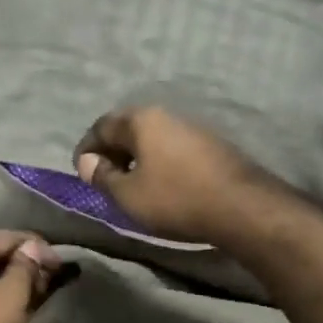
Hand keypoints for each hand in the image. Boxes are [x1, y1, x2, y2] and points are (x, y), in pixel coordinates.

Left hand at [0, 230, 64, 322]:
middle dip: (26, 263)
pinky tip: (20, 304)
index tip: (60, 261)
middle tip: (54, 276)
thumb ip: (26, 266)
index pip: (4, 236)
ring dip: (15, 280)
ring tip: (42, 290)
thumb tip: (33, 246)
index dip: (35, 245)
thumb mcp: (12, 295)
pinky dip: (0, 293)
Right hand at [74, 106, 278, 244]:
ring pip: (153, 139)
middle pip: (129, 129)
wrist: (240, 207)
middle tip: (104, 179)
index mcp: (142, 120)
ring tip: (131, 185)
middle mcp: (167, 115)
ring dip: (137, 158)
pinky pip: (173, 149)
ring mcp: (193, 128)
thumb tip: (88, 163)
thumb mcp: (128, 195)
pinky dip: (159, 163)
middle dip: (112, 152)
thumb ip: (102, 177)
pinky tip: (161, 186)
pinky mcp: (212, 146)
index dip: (86, 149)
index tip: (81, 172)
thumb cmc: (175, 198)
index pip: (102, 126)